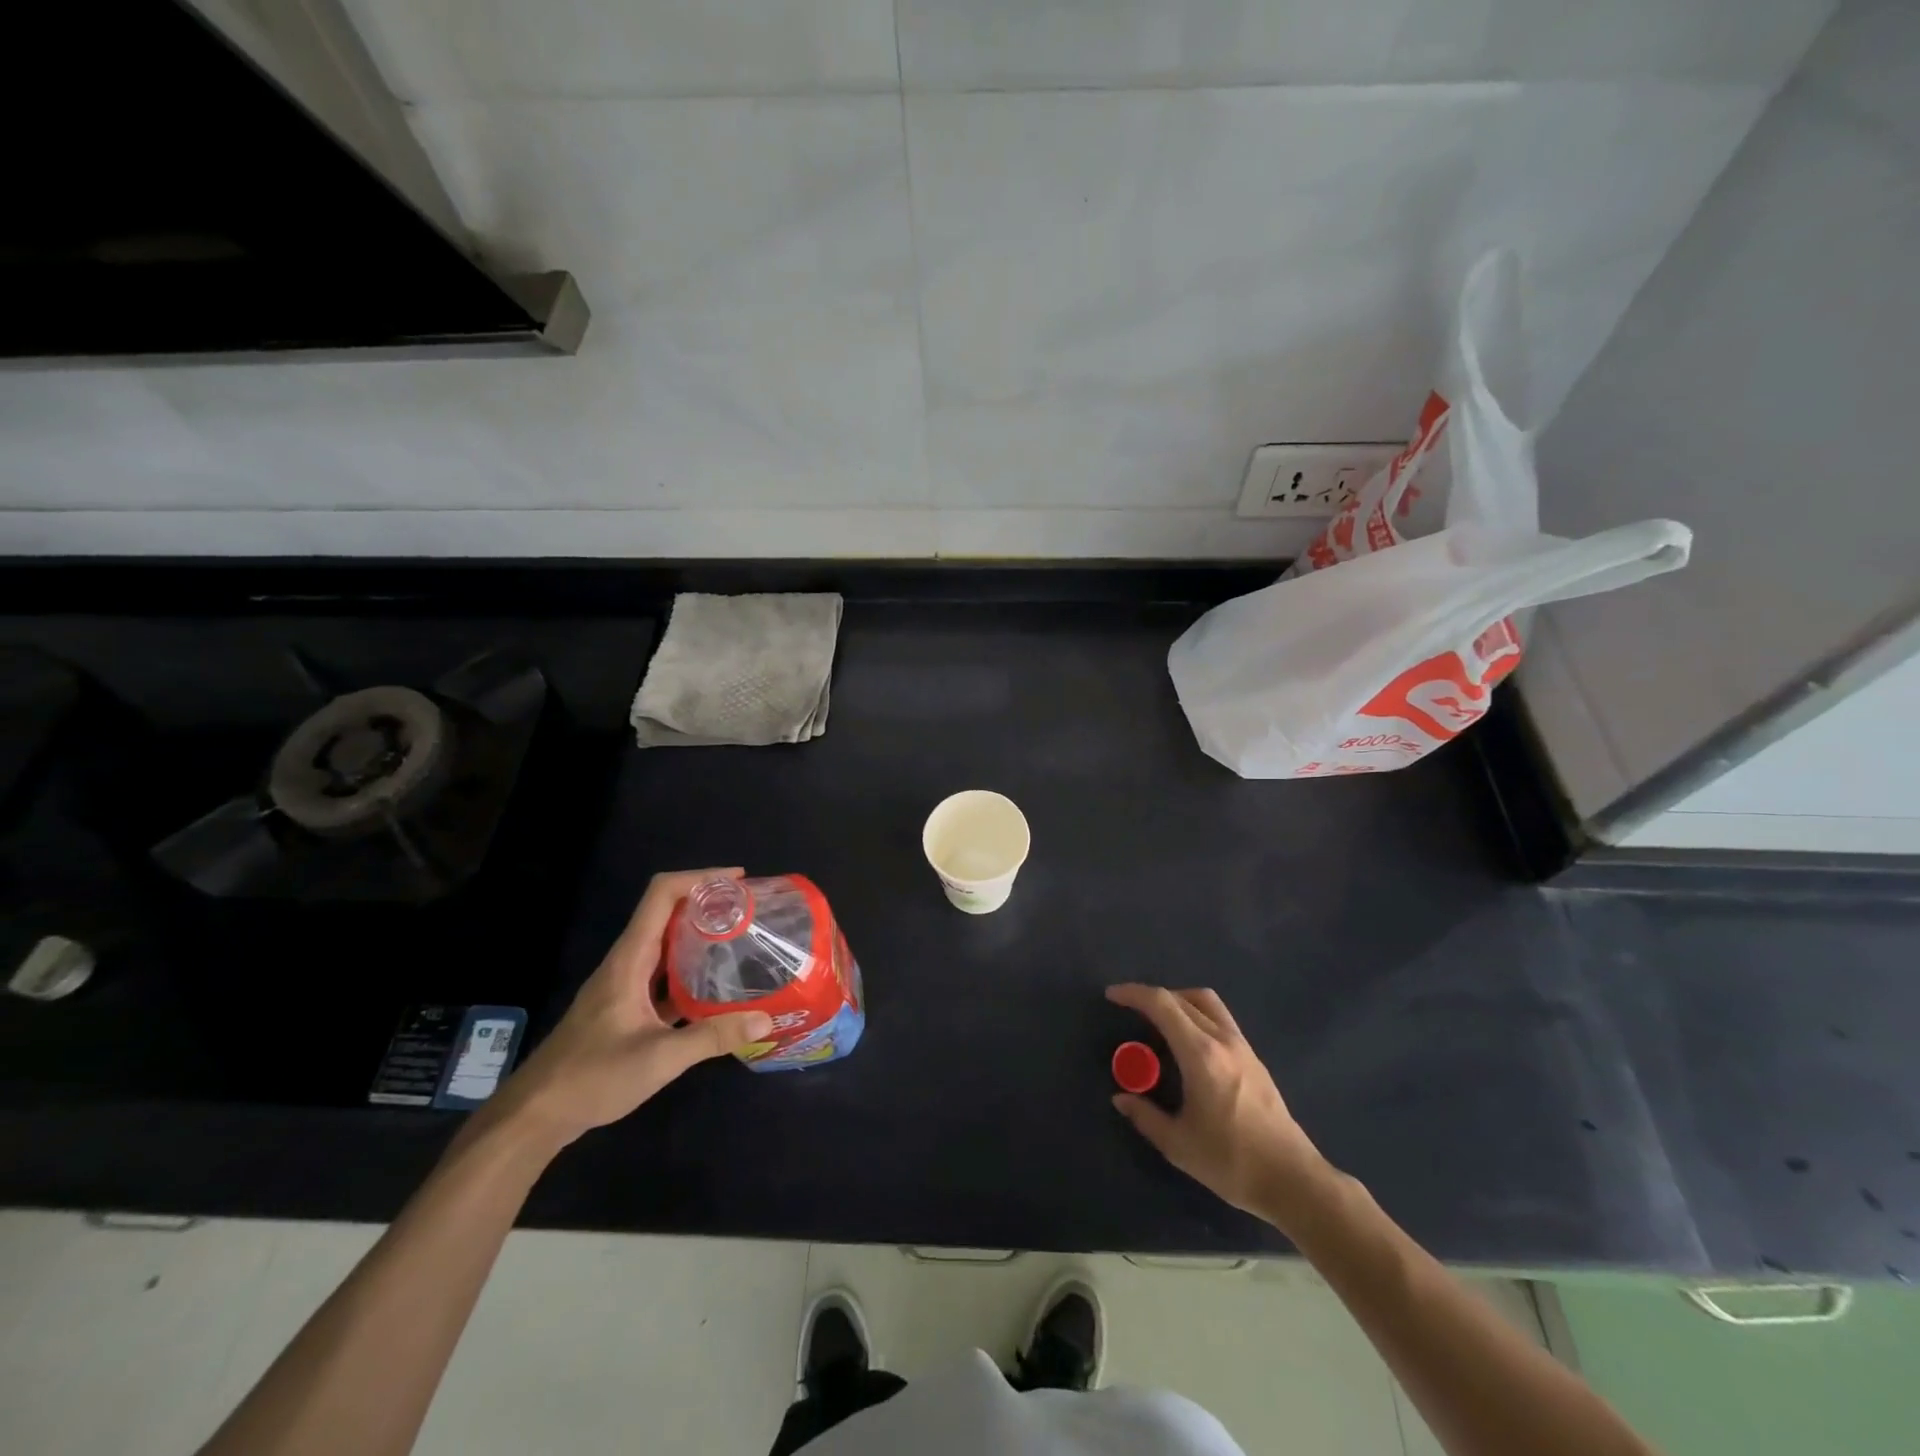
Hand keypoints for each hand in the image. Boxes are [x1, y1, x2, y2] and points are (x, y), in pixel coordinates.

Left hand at [493, 869, 772, 1149]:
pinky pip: (663, 974)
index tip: (738, 880)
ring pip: (666, 945)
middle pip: (667, 913)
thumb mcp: (659, 1058)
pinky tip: (715, 989)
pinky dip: (690, 970)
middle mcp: (626, 962)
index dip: (699, 878)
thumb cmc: (592, 1077)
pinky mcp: (624, 1008)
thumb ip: (713, 1037)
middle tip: (749, 911)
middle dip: (708, 904)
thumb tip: (766, 1018)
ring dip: (700, 936)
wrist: (535, 1115)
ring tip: (740, 941)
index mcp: (630, 959)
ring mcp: (624, 985)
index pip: (661, 894)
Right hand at [1105, 984, 1330, 1227]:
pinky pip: (1220, 1019)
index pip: (1163, 1005)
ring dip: (1178, 1001)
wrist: (1293, 1180)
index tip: (1112, 996)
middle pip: (1184, 998)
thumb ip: (1145, 1117)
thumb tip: (1121, 1098)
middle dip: (1152, 997)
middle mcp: (1223, 1040)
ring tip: (1159, 1021)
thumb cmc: (1232, 1162)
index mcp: (1201, 1055)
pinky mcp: (1254, 1059)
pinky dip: (1196, 1015)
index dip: (1134, 994)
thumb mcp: (1179, 1145)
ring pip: (1206, 1002)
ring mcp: (1242, 1047)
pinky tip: (1187, 1044)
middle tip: (1130, 1011)